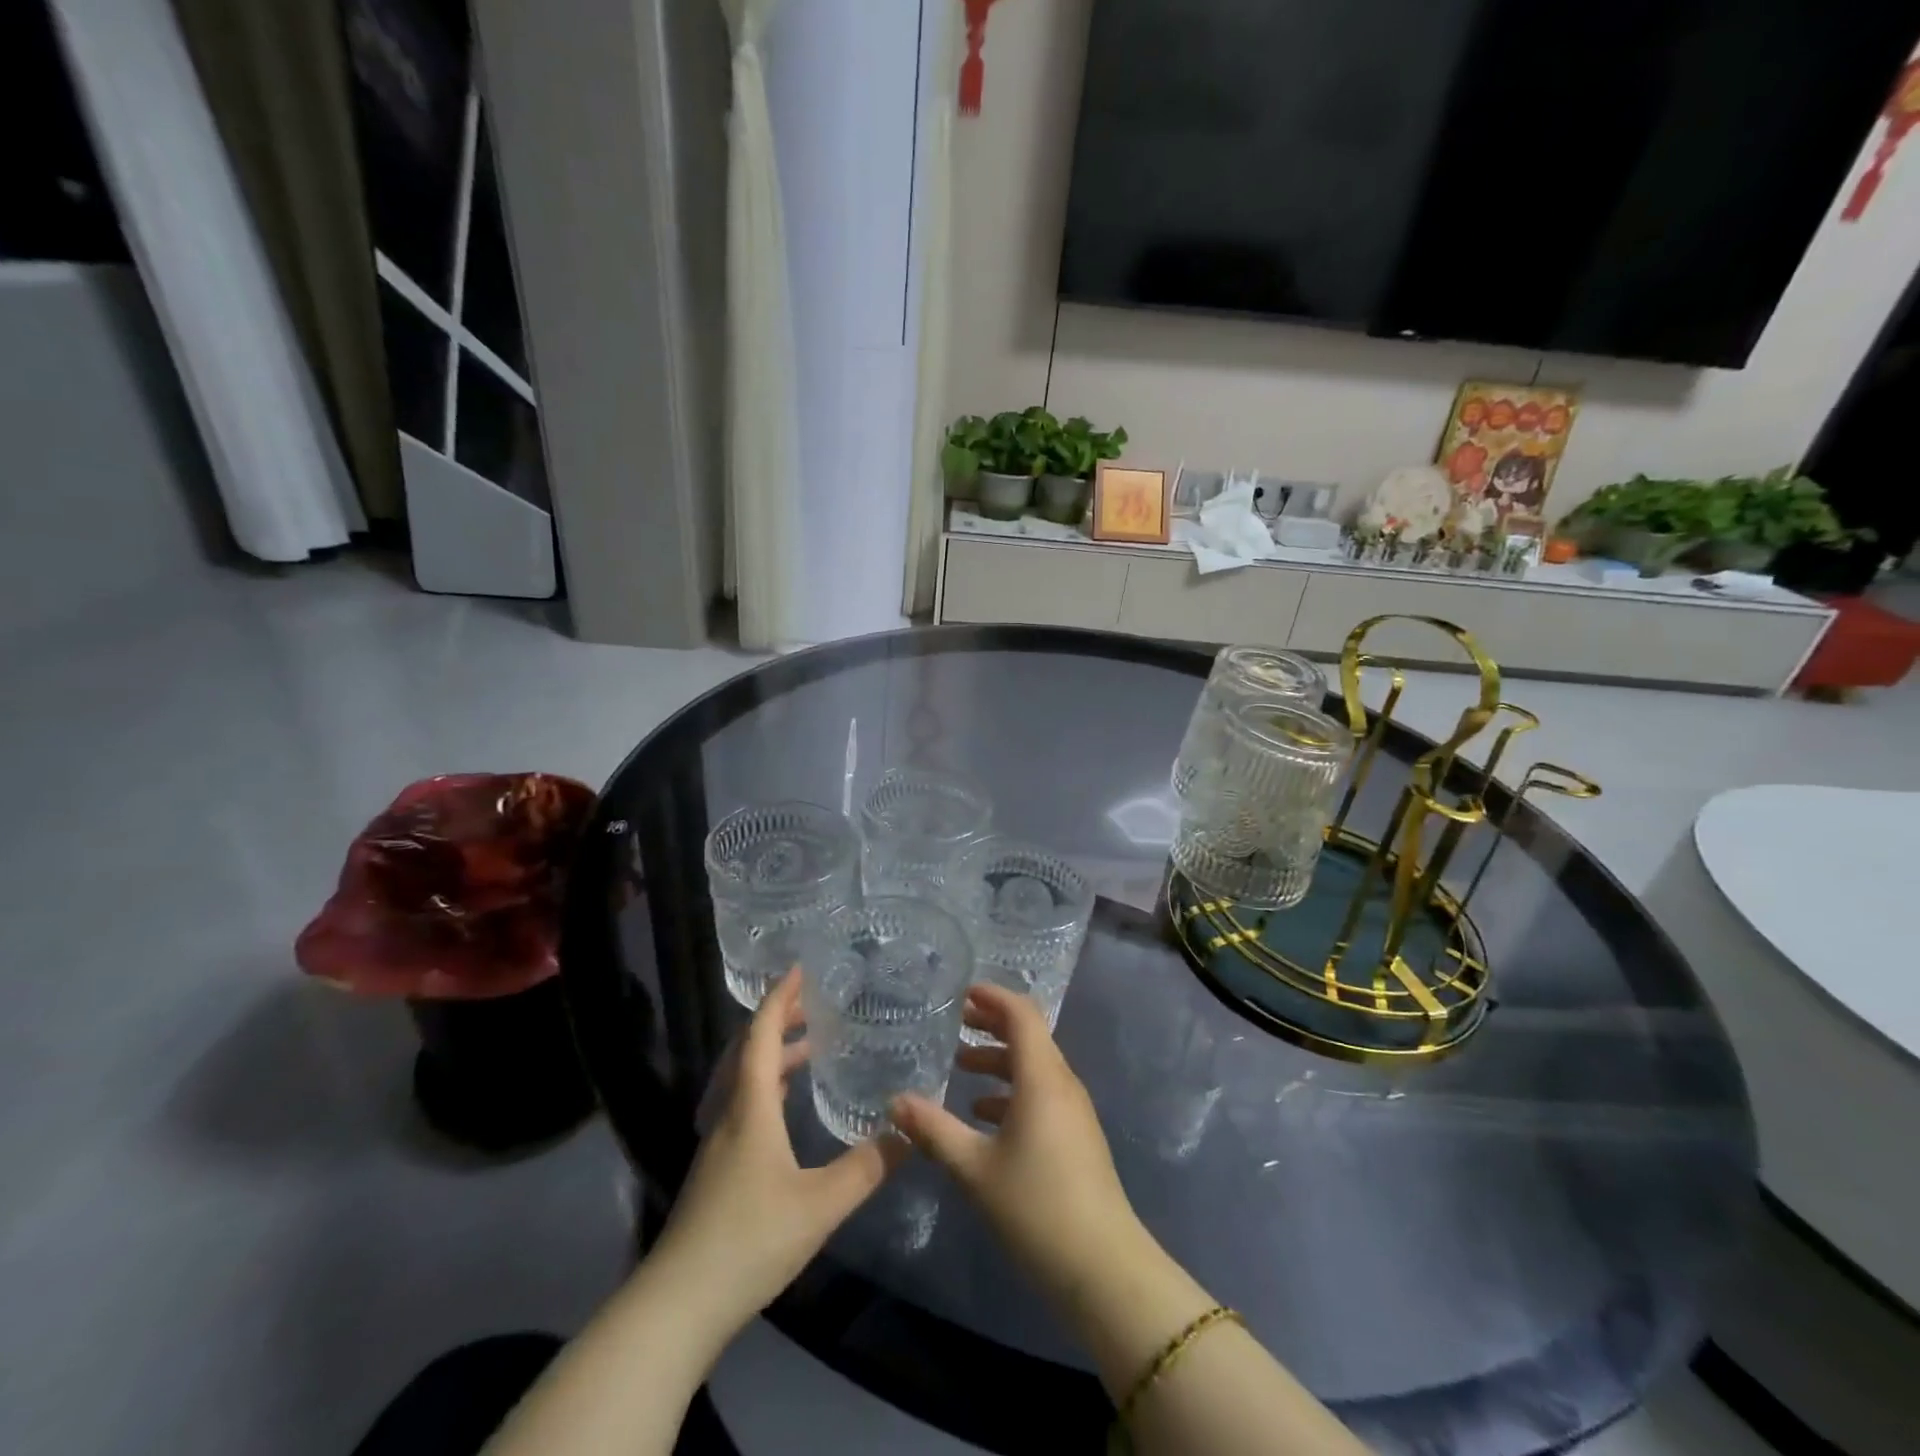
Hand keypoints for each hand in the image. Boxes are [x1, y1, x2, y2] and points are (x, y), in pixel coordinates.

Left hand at [651, 970, 906, 1336]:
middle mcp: (728, 1114)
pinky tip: (785, 1106)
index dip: (779, 999)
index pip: (761, 1035)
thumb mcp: (820, 1204)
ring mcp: (716, 1142)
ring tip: (810, 1047)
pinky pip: (740, 1103)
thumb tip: (909, 1130)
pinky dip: (766, 1085)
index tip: (800, 970)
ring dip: (772, 1054)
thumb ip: (868, 1166)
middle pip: (747, 1050)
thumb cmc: (749, 1240)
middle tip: (813, 1004)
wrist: (677, 1305)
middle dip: (778, 1020)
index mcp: (749, 1107)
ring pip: (741, 1079)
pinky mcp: (714, 1169)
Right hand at [891, 984, 1144, 1303]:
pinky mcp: (1075, 1136)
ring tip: (960, 1065)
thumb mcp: (974, 1168)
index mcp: (1042, 1077)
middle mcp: (1062, 1083)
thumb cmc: (1036, 1206)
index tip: (962, 992)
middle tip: (956, 1021)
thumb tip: (895, 1101)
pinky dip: (1011, 1091)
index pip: (1021, 1014)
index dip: (994, 997)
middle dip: (992, 1024)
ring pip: (1034, 1067)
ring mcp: (1073, 1111)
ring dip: (999, 1060)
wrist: (1102, 1267)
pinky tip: (982, 1115)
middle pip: (1029, 1036)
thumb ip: (934, 1130)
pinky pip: (1040, 1094)